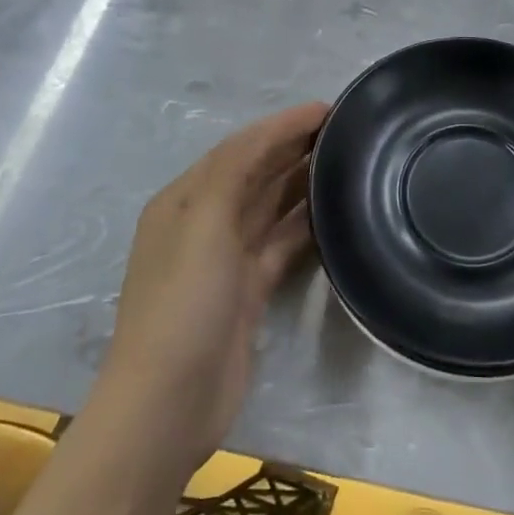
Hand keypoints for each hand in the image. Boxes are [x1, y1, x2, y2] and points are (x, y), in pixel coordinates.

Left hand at [99, 102, 328, 473]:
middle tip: (343, 130)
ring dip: (301, 183)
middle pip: (254, 174)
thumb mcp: (202, 224)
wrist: (168, 405)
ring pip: (269, 208)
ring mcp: (225, 260)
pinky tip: (333, 214)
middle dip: (292, 148)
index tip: (326, 109)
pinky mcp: (247, 292)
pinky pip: (280, 245)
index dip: (281, 125)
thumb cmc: (182, 304)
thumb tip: (272, 134)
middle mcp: (203, 223)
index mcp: (184, 200)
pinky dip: (303, 226)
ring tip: (345, 162)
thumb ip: (235, 171)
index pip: (240, 148)